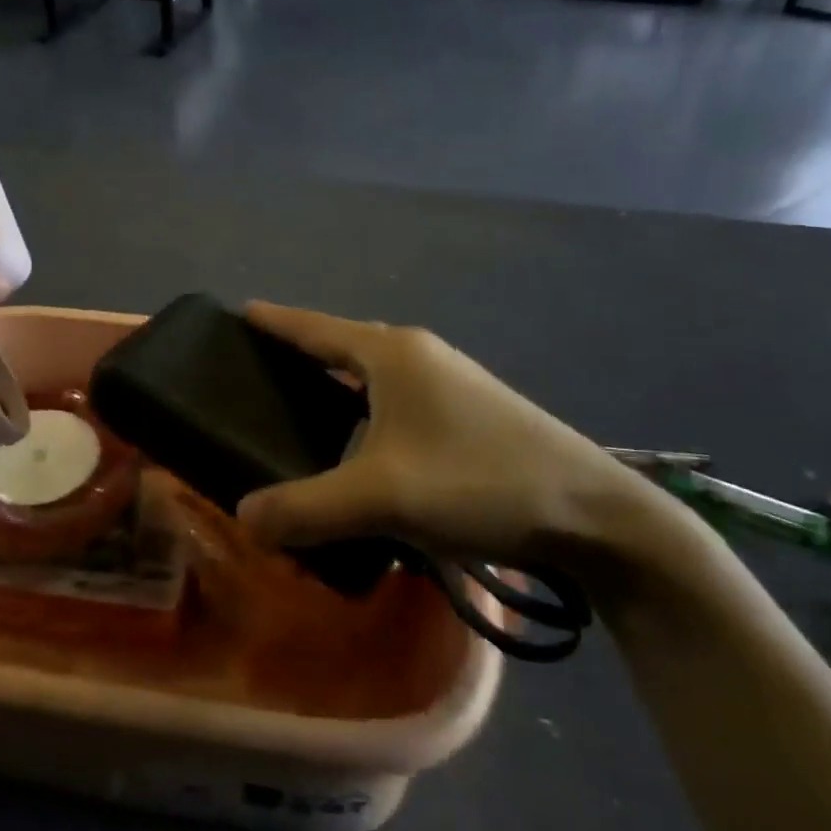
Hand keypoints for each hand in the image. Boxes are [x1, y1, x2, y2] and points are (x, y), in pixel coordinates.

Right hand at [235, 302, 659, 570]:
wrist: (592, 513)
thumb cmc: (480, 482)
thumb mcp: (384, 497)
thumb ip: (306, 507)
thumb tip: (244, 516)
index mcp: (392, 353)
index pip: (315, 327)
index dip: (275, 321)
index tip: (238, 314)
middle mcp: (418, 355)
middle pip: (343, 345)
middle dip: (300, 353)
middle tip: (256, 372)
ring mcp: (448, 382)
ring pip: (372, 376)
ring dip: (335, 386)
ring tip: (297, 409)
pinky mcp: (467, 413)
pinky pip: (396, 401)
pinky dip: (365, 412)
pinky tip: (357, 445)